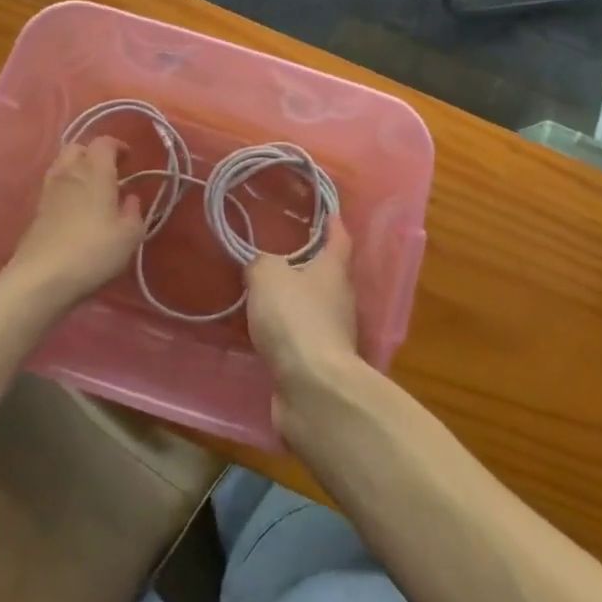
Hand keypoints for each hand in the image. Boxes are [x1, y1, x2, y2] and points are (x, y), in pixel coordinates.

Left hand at [3, 138, 144, 313]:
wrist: (40, 279)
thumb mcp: (129, 236)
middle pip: (77, 147)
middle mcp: (69, 173)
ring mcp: (48, 191)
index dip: (118, 146)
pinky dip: (66, 189)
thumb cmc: (92, 252)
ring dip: (77, 170)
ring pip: (62, 166)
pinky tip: (76, 210)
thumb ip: (133, 212)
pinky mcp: (36, 211)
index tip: (129, 159)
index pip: (104, 142)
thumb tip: (130, 198)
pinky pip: (53, 187)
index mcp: (95, 171)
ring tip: (92, 190)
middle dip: (93, 153)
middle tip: (109, 171)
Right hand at [245, 220, 361, 393]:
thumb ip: (261, 265)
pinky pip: (302, 339)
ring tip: (268, 296)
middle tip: (283, 255)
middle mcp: (340, 300)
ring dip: (297, 303)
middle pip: (328, 275)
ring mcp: (334, 335)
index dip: (333, 224)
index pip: (339, 239)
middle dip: (310, 265)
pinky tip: (268, 335)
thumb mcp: (268, 277)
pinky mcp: (321, 365)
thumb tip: (260, 266)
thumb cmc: (295, 319)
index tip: (329, 213)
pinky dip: (288, 334)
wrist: (313, 389)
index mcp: (334, 271)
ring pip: (315, 309)